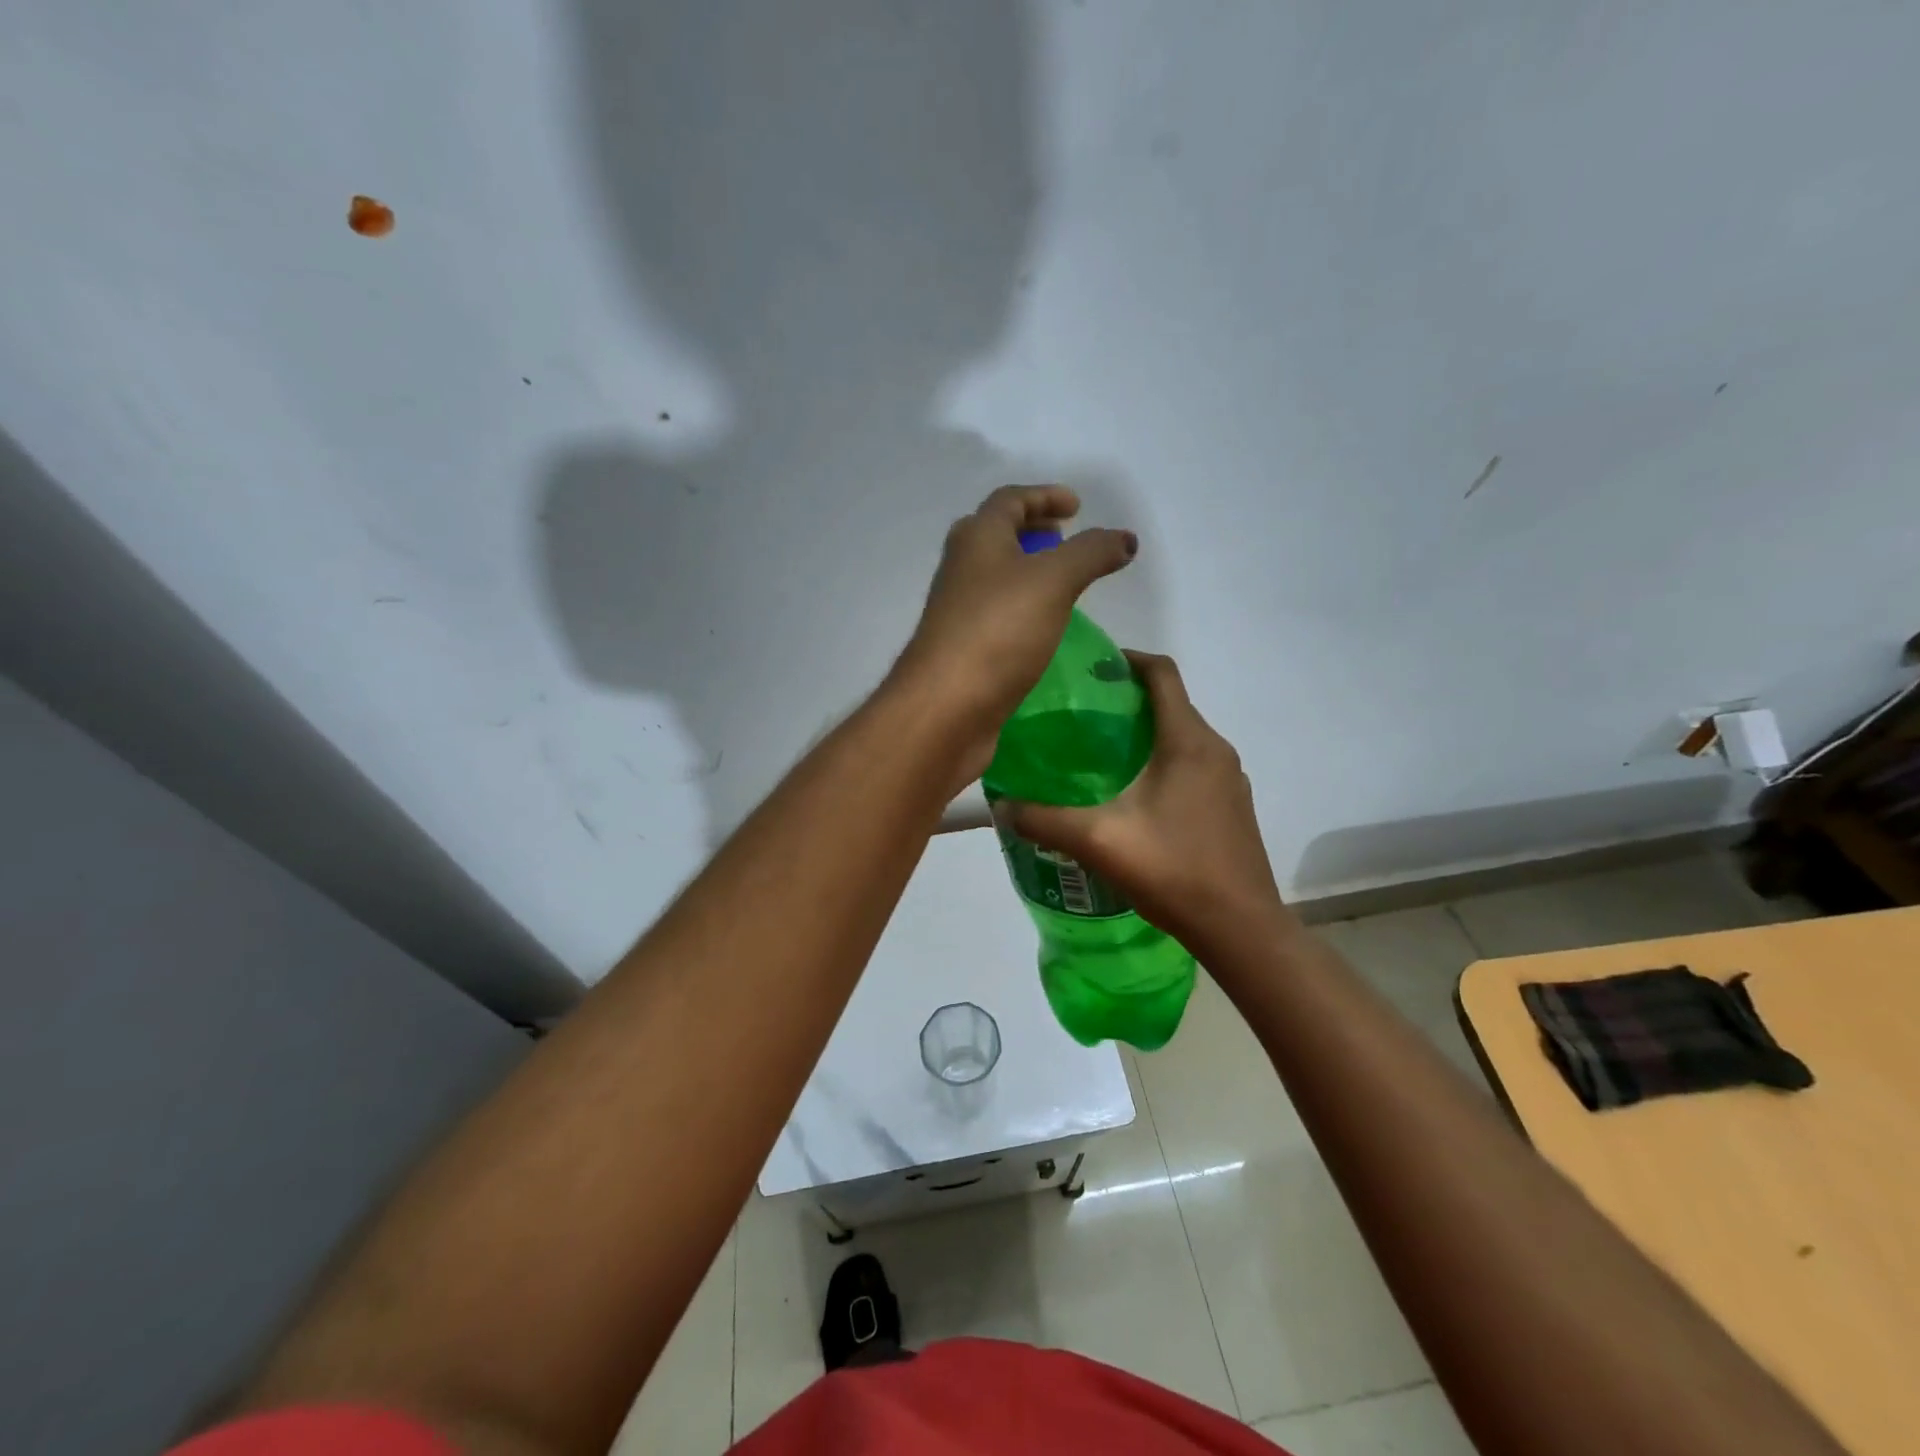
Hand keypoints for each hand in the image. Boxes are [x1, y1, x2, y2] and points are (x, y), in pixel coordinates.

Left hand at [893, 485, 1136, 781]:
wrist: (946, 707)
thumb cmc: (998, 631)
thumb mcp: (1054, 581)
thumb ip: (1091, 553)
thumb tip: (1124, 539)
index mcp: (977, 539)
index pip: (1009, 500)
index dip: (1044, 496)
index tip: (1077, 507)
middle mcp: (961, 569)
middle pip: (995, 535)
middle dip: (1032, 531)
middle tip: (1064, 540)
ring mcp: (958, 611)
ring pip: (993, 578)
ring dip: (1026, 572)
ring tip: (1063, 585)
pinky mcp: (963, 649)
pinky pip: (995, 615)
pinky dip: (1021, 609)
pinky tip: (1043, 629)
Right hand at [993, 652, 1290, 960]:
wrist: (1241, 930)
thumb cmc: (1173, 871)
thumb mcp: (1098, 841)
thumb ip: (1044, 819)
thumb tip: (1002, 805)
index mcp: (1188, 741)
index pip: (1162, 673)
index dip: (1126, 660)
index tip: (1089, 669)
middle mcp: (1216, 750)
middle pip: (1171, 705)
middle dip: (1127, 702)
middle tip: (1080, 718)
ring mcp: (1230, 780)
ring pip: (1183, 738)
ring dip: (1146, 736)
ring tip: (1100, 758)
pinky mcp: (1233, 807)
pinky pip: (1195, 767)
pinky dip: (1164, 765)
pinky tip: (1134, 800)